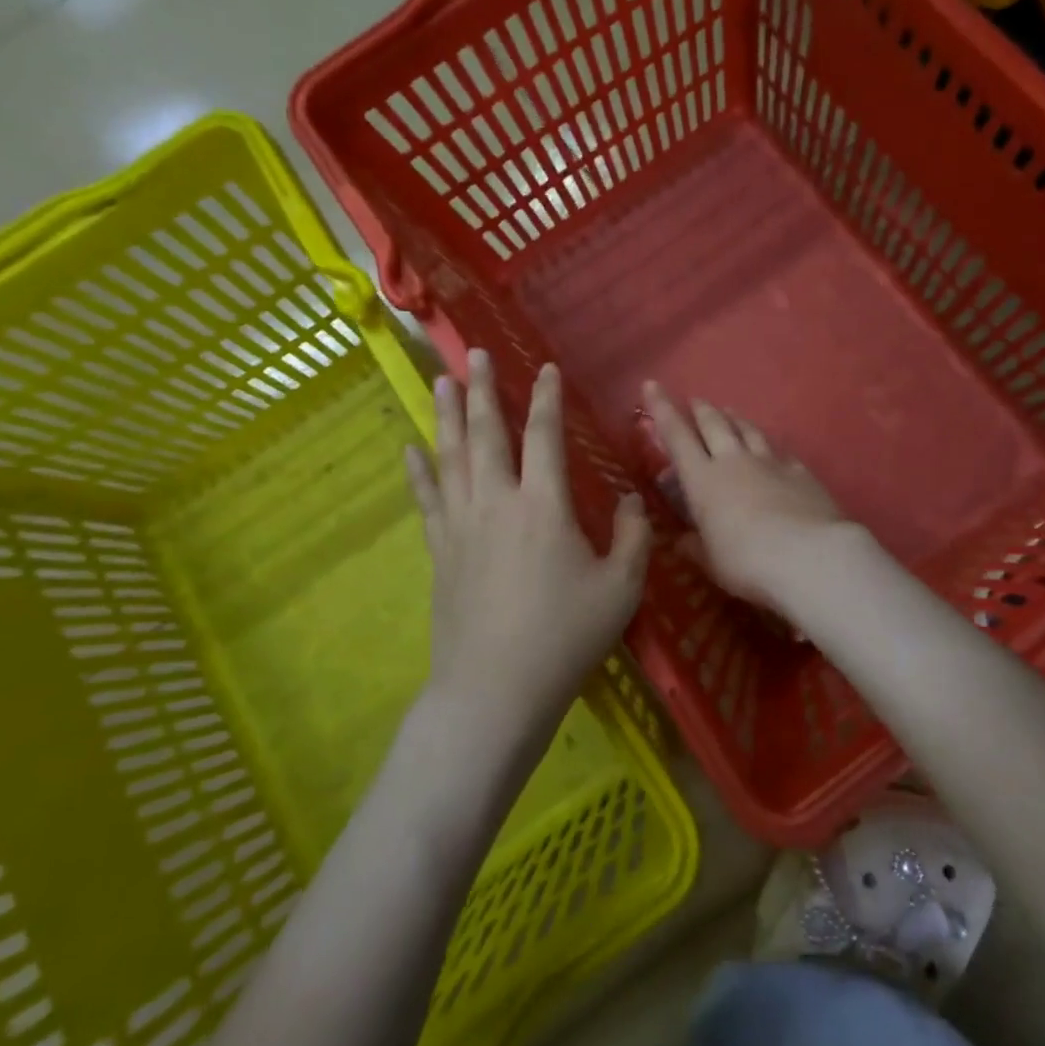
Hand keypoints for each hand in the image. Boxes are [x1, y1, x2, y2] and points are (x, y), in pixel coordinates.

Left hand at [405, 351, 650, 736]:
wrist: (495, 690)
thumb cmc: (565, 637)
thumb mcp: (621, 589)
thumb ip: (633, 537)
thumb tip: (633, 501)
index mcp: (544, 505)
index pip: (544, 436)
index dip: (546, 398)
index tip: (545, 369)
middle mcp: (497, 502)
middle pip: (486, 433)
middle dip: (483, 390)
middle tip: (475, 354)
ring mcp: (462, 525)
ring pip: (451, 456)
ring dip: (446, 415)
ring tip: (441, 380)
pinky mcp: (440, 551)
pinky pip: (428, 499)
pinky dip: (419, 471)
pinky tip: (411, 448)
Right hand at [641, 382, 851, 612]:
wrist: (809, 556)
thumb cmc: (747, 562)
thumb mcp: (711, 562)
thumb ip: (695, 547)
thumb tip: (681, 541)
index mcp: (703, 481)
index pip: (676, 437)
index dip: (661, 409)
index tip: (652, 385)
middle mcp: (734, 462)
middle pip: (714, 424)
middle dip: (701, 410)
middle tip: (695, 401)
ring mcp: (770, 463)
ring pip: (748, 430)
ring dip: (735, 418)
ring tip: (729, 411)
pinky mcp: (800, 472)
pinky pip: (780, 450)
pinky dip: (770, 444)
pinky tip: (772, 446)